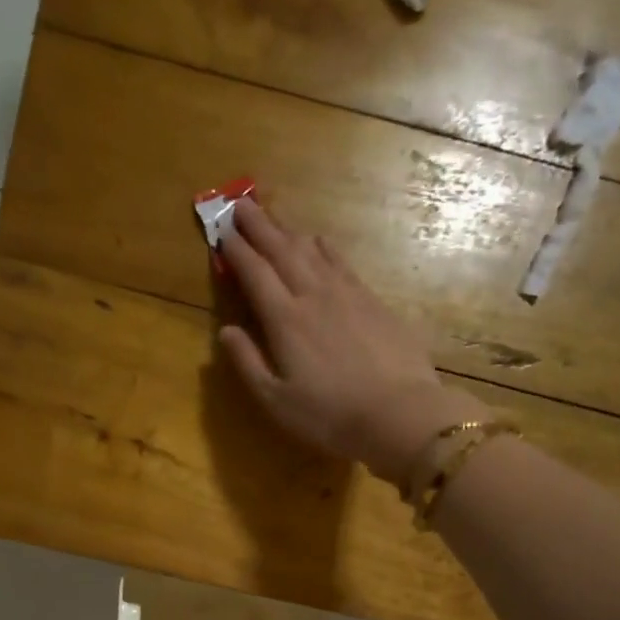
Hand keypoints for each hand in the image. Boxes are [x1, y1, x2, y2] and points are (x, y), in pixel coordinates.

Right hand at [218, 198, 488, 484]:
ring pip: (312, 250)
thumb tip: (225, 330)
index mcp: (284, 320)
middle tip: (241, 203)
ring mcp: (347, 294)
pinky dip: (324, 247)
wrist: (398, 413)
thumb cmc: (329, 415)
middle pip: (281, 250)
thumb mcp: (276, 401)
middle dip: (259, 226)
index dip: (236, 250)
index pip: (254, 273)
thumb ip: (248, 363)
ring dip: (289, 231)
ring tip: (274, 218)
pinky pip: (341, 262)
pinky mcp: (373, 301)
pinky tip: (320, 242)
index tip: (221, 230)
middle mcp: (313, 295)